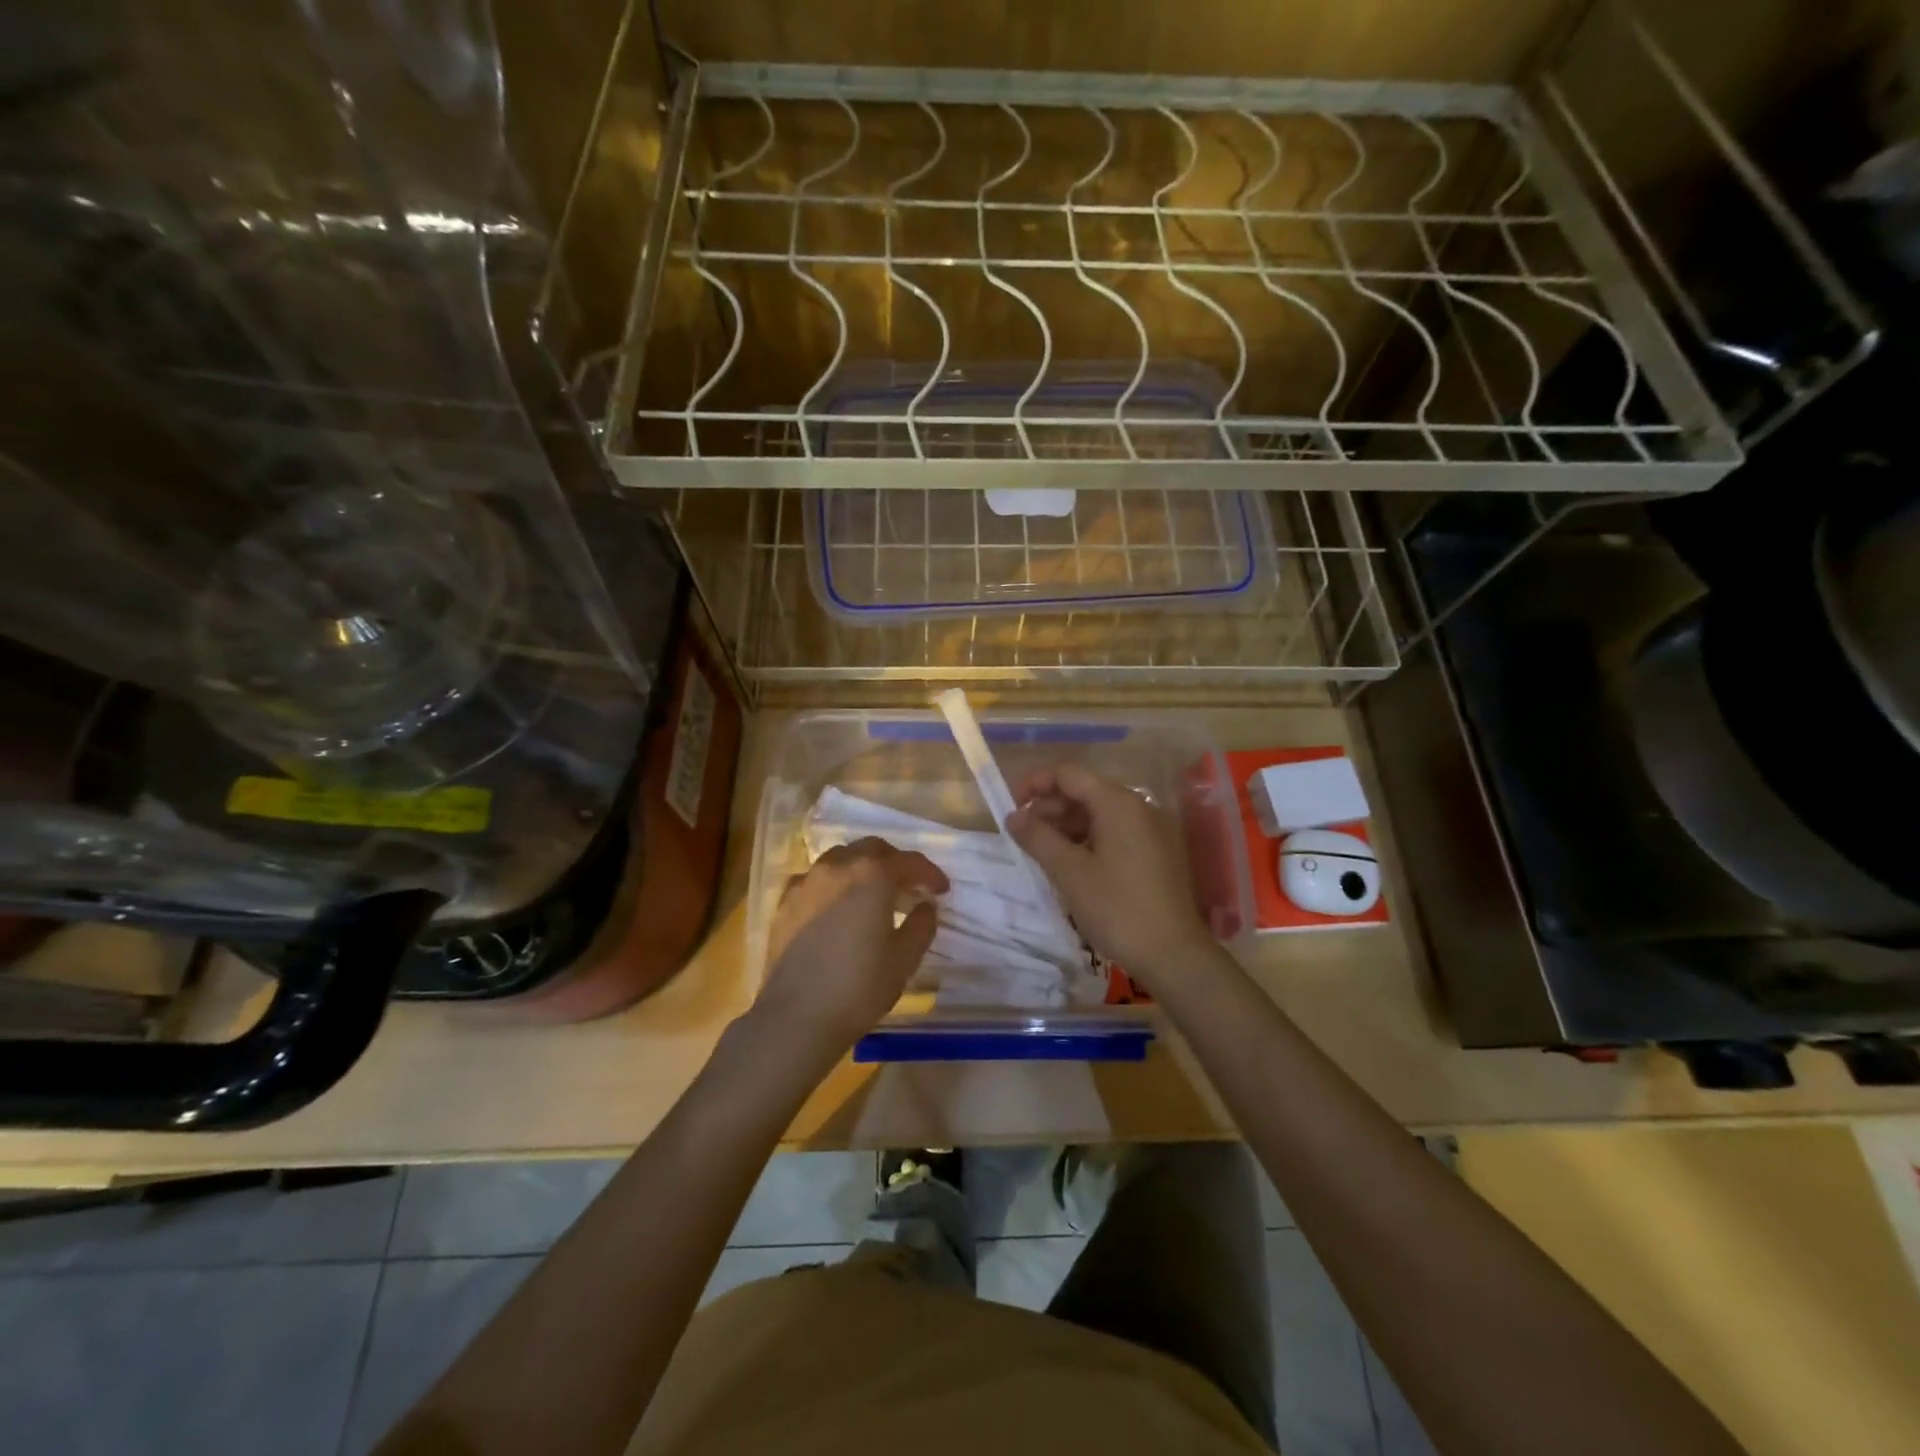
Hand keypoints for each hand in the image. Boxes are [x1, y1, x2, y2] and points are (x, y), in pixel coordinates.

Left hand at [754, 837, 948, 1058]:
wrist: (795, 1018)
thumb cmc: (859, 987)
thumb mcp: (904, 959)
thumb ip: (922, 924)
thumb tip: (926, 905)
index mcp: (871, 874)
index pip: (909, 861)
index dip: (930, 873)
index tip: (942, 890)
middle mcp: (837, 866)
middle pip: (872, 849)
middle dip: (895, 862)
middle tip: (910, 886)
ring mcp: (806, 881)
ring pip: (840, 858)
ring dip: (863, 868)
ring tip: (874, 894)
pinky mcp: (784, 902)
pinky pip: (815, 878)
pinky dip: (834, 883)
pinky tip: (837, 906)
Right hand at [1007, 764, 1213, 979]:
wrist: (1173, 954)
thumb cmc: (1117, 908)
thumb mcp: (1069, 872)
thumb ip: (1038, 838)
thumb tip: (1013, 816)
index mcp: (1118, 803)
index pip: (1068, 774)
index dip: (1035, 784)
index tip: (1010, 807)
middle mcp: (1138, 807)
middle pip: (1085, 792)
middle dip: (1050, 808)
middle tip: (1023, 835)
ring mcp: (1152, 829)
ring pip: (1100, 813)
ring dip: (1067, 825)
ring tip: (1043, 852)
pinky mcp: (1157, 852)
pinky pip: (1116, 832)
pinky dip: (1089, 839)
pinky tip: (1073, 864)